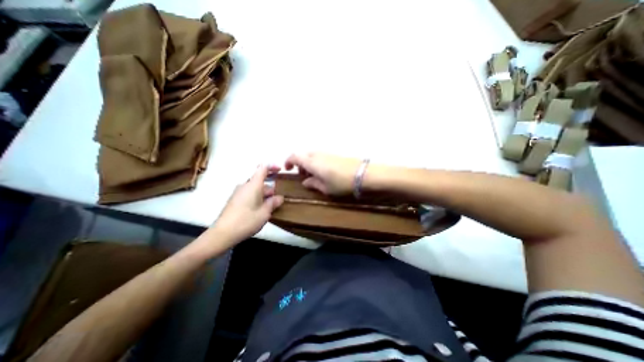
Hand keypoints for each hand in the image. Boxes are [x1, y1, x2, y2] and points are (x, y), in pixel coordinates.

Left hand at [212, 163, 282, 245]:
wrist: (223, 234)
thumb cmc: (246, 221)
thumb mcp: (265, 212)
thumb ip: (273, 203)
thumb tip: (279, 198)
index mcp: (253, 185)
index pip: (263, 168)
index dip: (272, 167)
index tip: (280, 170)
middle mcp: (245, 186)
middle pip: (260, 181)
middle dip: (271, 188)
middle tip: (279, 199)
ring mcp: (239, 193)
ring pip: (255, 189)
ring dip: (265, 195)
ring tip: (272, 207)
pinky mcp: (235, 200)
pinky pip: (250, 194)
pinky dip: (258, 198)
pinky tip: (261, 210)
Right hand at [286, 155, 360, 195]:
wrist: (363, 174)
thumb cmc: (341, 183)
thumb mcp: (325, 188)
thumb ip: (313, 184)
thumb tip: (305, 182)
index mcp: (312, 162)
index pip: (295, 156)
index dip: (288, 161)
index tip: (288, 169)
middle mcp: (317, 154)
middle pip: (303, 155)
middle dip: (299, 164)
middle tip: (303, 176)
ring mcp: (327, 153)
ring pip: (312, 155)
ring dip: (308, 163)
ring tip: (313, 176)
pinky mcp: (334, 154)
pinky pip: (320, 156)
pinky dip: (317, 162)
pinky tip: (323, 172)